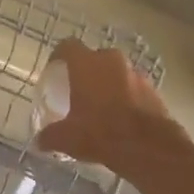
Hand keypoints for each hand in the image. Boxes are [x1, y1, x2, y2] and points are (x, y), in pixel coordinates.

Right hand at [34, 38, 185, 169]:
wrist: (148, 147)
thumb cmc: (101, 133)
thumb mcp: (67, 138)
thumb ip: (50, 136)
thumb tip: (40, 141)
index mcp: (87, 65)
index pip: (68, 46)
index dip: (58, 56)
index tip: (54, 71)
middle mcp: (112, 61)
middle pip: (94, 59)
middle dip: (85, 72)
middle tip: (77, 91)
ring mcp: (136, 74)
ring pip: (115, 72)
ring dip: (107, 84)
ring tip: (99, 107)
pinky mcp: (153, 89)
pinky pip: (132, 87)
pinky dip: (124, 97)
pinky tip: (120, 117)